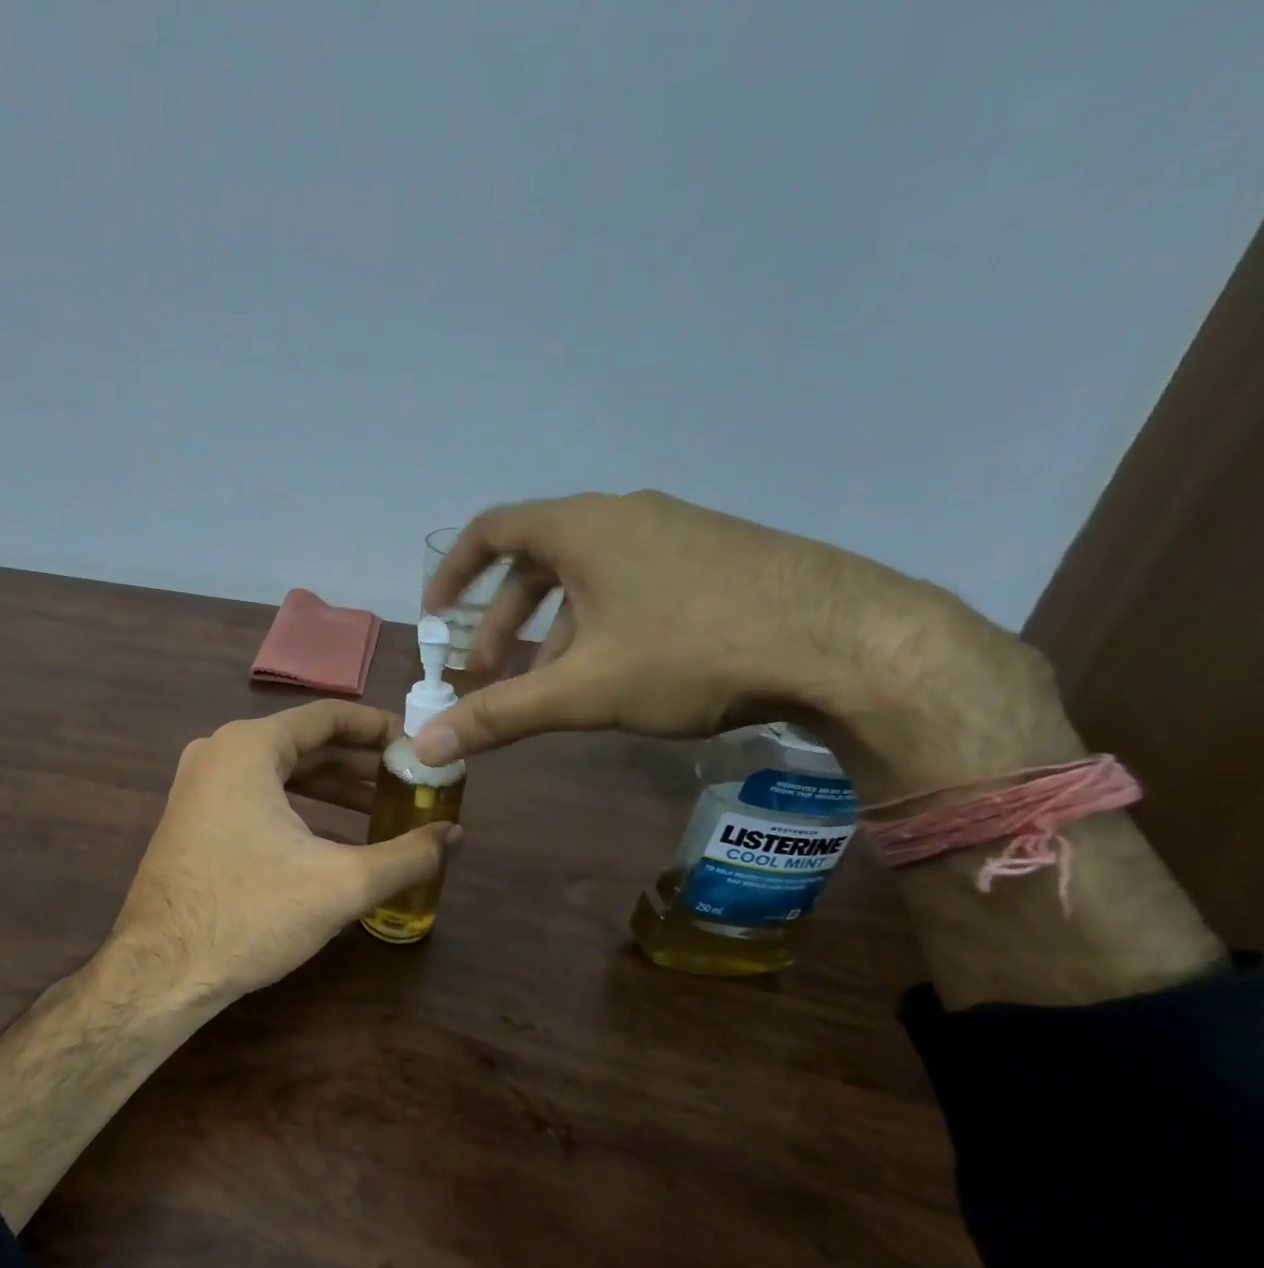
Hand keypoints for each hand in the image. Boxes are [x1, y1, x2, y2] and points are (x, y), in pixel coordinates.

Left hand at [108, 700, 460, 1005]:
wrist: (159, 973)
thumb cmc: (249, 915)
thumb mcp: (340, 885)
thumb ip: (407, 856)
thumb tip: (457, 837)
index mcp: (249, 746)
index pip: (329, 716)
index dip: (380, 729)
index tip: (419, 747)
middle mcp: (220, 752)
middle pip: (306, 743)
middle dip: (361, 764)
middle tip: (410, 782)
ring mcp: (200, 784)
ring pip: (283, 772)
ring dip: (334, 788)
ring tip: (385, 809)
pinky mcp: (195, 817)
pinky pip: (259, 795)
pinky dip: (301, 807)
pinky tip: (337, 836)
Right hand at [418, 491, 1063, 800]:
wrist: (847, 641)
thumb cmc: (692, 652)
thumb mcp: (583, 690)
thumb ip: (499, 716)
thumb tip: (425, 748)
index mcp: (582, 528)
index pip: (492, 528)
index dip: (455, 570)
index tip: (438, 614)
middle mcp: (624, 515)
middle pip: (537, 559)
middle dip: (505, 619)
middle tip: (490, 671)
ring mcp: (676, 530)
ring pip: (588, 575)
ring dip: (555, 626)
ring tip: (553, 684)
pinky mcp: (716, 553)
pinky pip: (633, 580)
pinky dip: (603, 620)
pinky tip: (620, 672)